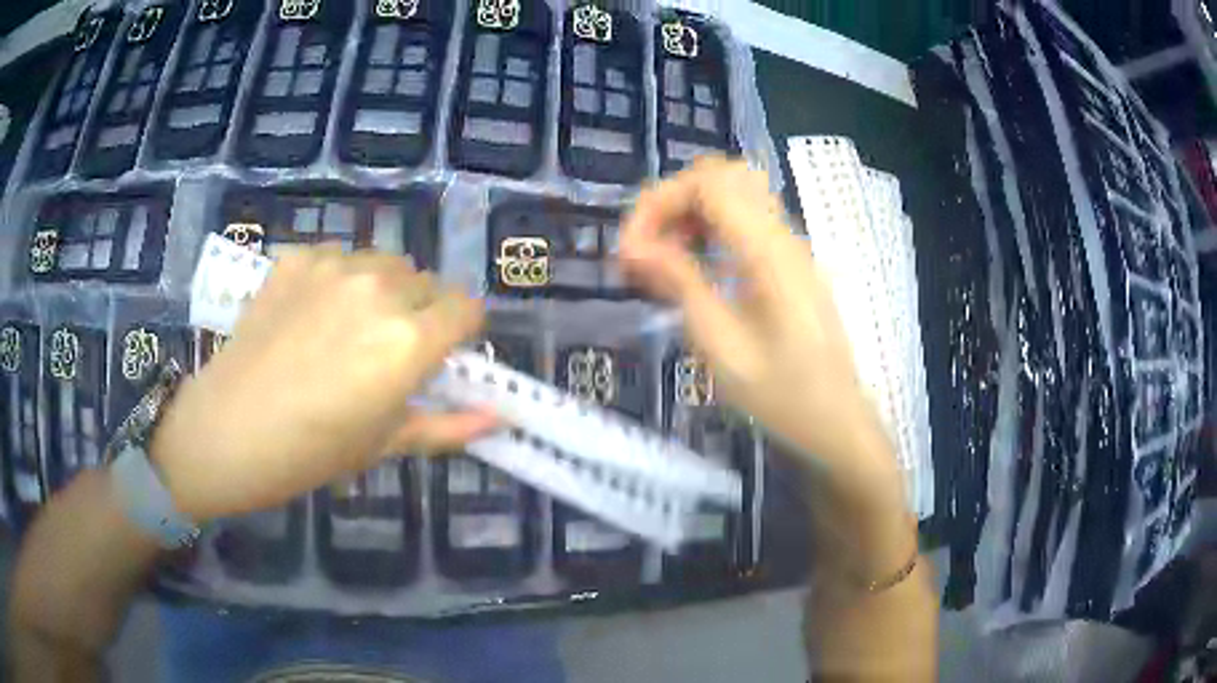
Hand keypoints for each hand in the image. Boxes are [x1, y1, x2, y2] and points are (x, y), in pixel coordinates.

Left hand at [150, 248, 494, 522]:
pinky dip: (340, 281)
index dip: (462, 331)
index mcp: (409, 341)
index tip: (443, 355)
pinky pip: (340, 257)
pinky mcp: (298, 258)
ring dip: (383, 291)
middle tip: (388, 352)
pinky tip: (311, 315)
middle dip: (422, 313)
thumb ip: (448, 425)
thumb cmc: (310, 453)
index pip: (468, 308)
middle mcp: (380, 289)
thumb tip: (502, 417)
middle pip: (428, 283)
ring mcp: (334, 266)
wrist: (226, 430)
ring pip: (385, 265)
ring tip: (348, 330)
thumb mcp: (384, 445)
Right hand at [619, 158, 900, 487]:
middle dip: (672, 200)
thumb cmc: (783, 396)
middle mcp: (782, 234)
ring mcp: (790, 246)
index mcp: (768, 251)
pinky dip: (709, 228)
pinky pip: (745, 222)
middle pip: (721, 175)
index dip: (658, 202)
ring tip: (661, 260)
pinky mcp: (789, 263)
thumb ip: (680, 284)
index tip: (629, 250)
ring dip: (690, 213)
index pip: (706, 183)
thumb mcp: (722, 347)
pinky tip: (692, 268)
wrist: (838, 424)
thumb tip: (635, 245)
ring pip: (733, 194)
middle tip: (645, 247)